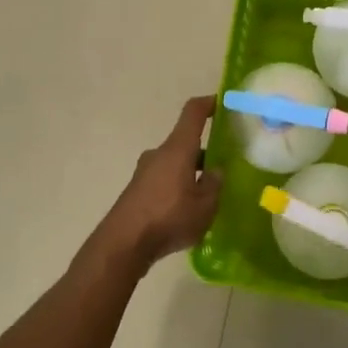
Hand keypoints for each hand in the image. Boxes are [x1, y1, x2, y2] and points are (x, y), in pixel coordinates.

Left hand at [100, 95, 223, 267]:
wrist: (123, 244)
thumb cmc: (169, 217)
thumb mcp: (205, 205)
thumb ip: (215, 184)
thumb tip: (216, 171)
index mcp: (178, 149)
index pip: (193, 113)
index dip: (208, 104)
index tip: (222, 103)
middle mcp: (159, 154)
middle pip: (185, 143)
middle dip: (205, 152)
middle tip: (224, 166)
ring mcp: (145, 172)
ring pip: (175, 164)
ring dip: (191, 173)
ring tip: (209, 196)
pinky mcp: (137, 191)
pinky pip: (164, 181)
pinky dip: (178, 188)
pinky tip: (187, 212)